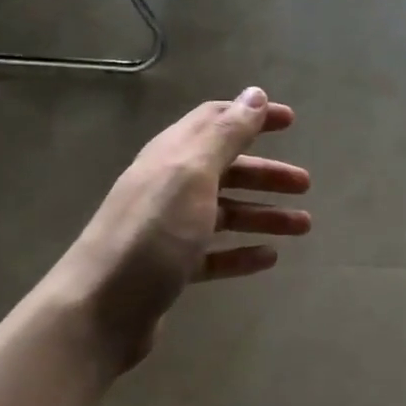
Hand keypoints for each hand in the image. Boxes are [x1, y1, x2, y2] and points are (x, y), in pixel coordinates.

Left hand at [56, 89, 310, 371]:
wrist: (100, 310)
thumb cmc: (152, 234)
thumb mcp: (191, 175)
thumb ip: (225, 134)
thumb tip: (255, 95)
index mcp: (172, 156)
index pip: (215, 122)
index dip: (252, 117)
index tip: (291, 121)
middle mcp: (169, 186)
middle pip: (225, 170)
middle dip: (266, 173)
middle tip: (305, 184)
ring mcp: (169, 229)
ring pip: (225, 213)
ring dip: (263, 214)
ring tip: (303, 227)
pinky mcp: (171, 268)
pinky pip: (215, 254)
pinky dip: (242, 252)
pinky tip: (269, 259)